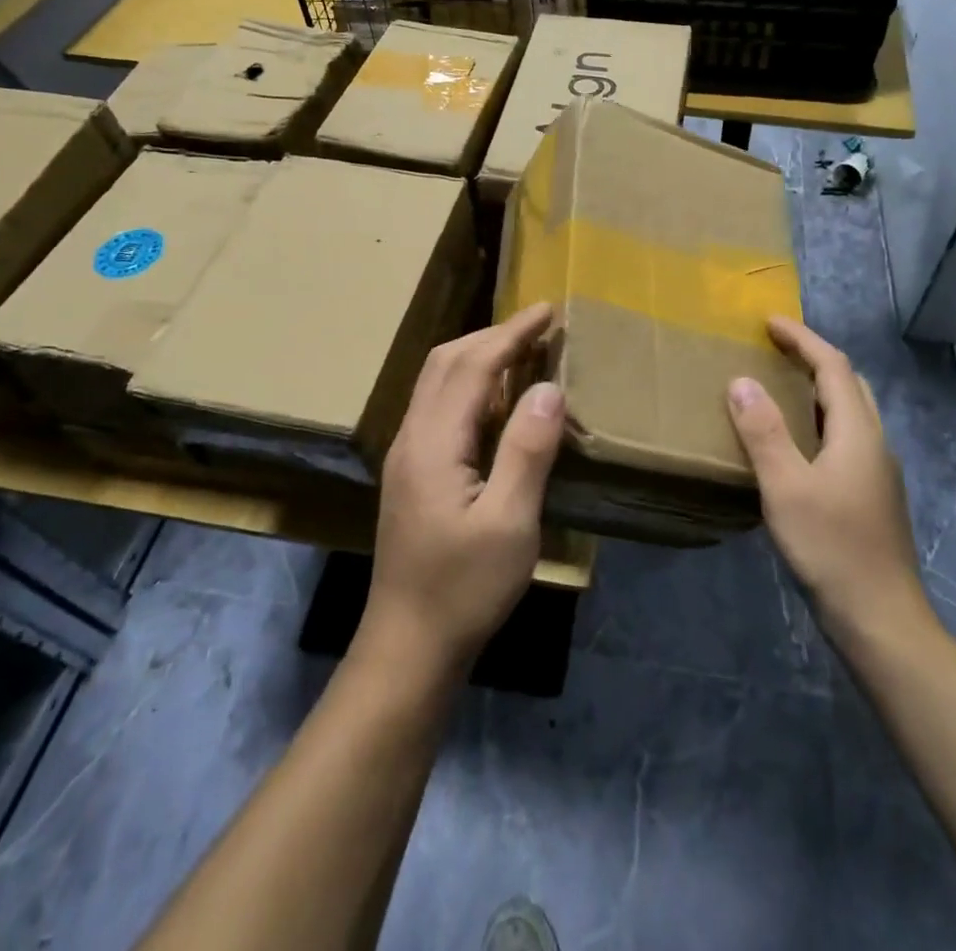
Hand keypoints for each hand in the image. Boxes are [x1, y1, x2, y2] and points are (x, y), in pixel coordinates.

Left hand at [361, 304, 563, 674]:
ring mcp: (406, 455)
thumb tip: (548, 387)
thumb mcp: (510, 522)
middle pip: (446, 363)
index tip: (547, 310)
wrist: (408, 645)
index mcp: (433, 442)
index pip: (472, 365)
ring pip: (437, 383)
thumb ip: (527, 450)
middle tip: (539, 328)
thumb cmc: (464, 587)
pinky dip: (470, 386)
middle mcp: (411, 437)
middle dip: (492, 336)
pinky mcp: (411, 474)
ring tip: (522, 353)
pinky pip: (439, 407)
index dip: (511, 333)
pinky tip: (496, 403)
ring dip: (478, 358)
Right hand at [726, 316, 934, 641]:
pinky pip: (847, 438)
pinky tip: (798, 444)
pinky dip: (821, 420)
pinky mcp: (873, 496)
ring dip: (819, 389)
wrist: (881, 619)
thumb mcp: (786, 487)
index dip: (802, 338)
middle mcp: (874, 442)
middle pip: (849, 383)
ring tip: (782, 387)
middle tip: (776, 349)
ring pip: (851, 412)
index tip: (769, 321)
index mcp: (857, 431)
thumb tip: (741, 381)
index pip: (832, 366)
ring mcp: (878, 472)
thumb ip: (763, 431)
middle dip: (814, 357)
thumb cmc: (831, 547)